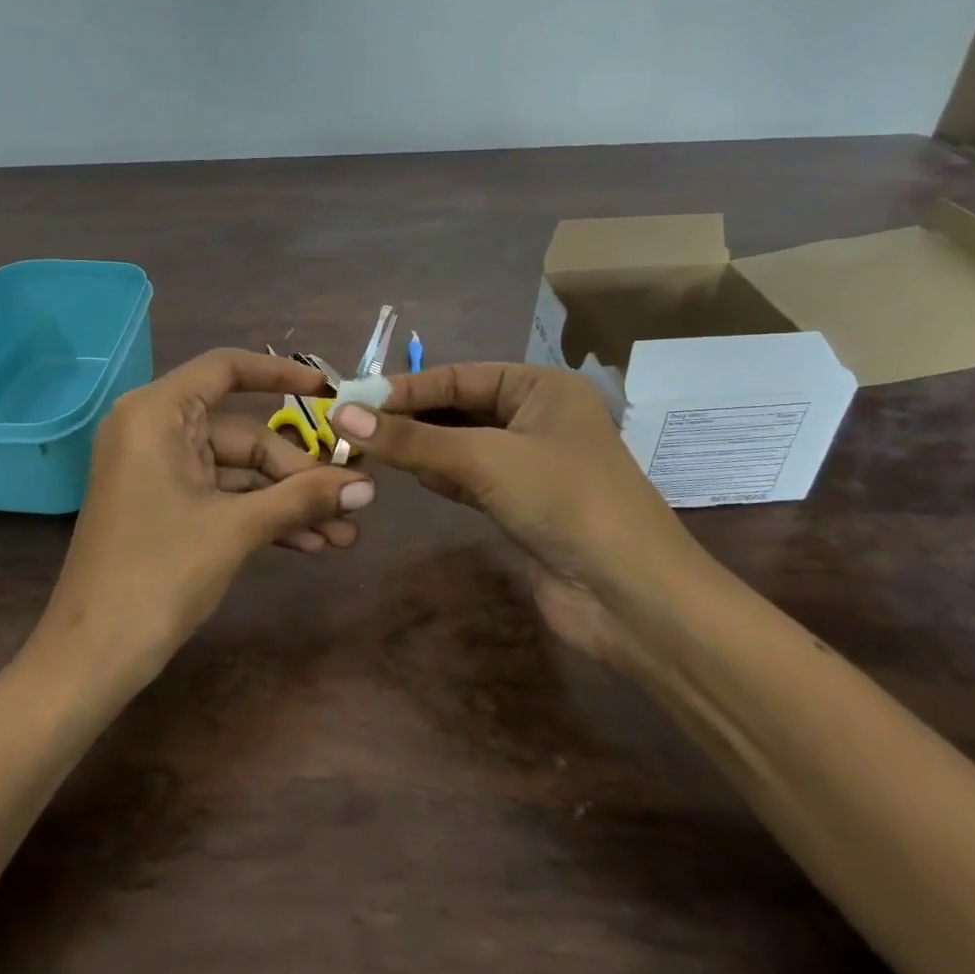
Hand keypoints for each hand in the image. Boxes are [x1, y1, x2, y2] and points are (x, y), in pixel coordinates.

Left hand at [37, 349, 376, 686]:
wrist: (90, 657)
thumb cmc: (158, 575)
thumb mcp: (236, 530)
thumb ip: (301, 499)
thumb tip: (369, 486)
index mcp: (156, 413)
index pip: (225, 368)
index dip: (280, 374)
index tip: (328, 393)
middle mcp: (153, 430)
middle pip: (242, 434)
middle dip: (298, 473)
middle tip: (352, 502)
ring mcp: (157, 471)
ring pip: (237, 472)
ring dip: (286, 502)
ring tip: (342, 534)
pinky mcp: (163, 506)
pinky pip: (221, 496)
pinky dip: (260, 516)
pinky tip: (308, 543)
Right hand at [330, 363, 690, 669]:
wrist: (631, 597)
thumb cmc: (564, 501)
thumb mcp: (484, 459)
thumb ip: (413, 438)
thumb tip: (343, 413)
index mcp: (541, 387)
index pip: (459, 376)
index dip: (405, 388)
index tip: (351, 398)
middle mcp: (537, 417)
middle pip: (459, 408)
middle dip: (410, 418)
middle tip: (352, 425)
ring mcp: (530, 463)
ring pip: (461, 444)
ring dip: (421, 447)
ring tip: (369, 447)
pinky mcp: (522, 504)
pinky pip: (469, 478)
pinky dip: (440, 476)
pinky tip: (410, 476)